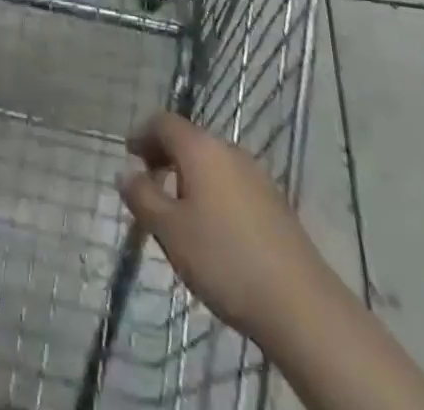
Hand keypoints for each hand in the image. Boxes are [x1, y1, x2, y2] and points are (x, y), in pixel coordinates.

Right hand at [117, 113, 341, 344]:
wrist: (298, 301)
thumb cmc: (223, 259)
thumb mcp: (170, 231)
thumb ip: (142, 197)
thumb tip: (124, 171)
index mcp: (200, 148)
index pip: (164, 122)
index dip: (143, 133)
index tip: (128, 154)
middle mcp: (227, 149)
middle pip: (188, 138)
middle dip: (164, 154)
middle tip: (146, 183)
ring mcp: (254, 172)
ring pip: (210, 160)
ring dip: (187, 173)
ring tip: (175, 208)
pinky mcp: (272, 199)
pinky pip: (229, 180)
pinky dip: (210, 189)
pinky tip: (209, 225)